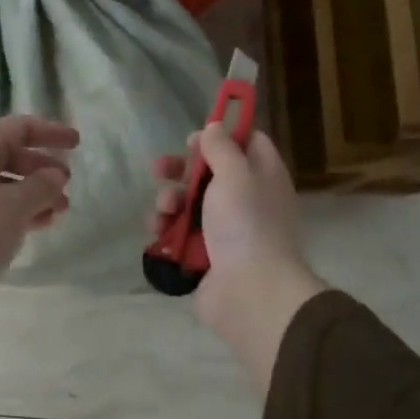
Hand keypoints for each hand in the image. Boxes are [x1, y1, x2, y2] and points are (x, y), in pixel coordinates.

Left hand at [0, 116, 77, 332]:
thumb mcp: (15, 205)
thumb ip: (42, 186)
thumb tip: (55, 175)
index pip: (18, 128)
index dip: (50, 132)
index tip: (77, 144)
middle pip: (11, 156)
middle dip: (43, 167)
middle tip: (67, 184)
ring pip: (5, 185)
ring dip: (35, 193)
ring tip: (60, 210)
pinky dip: (20, 212)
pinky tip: (38, 225)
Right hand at [152, 125, 324, 392]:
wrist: (249, 291)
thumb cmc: (246, 224)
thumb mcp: (235, 174)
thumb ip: (222, 147)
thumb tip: (215, 127)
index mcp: (263, 176)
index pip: (248, 143)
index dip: (221, 135)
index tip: (194, 139)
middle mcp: (246, 199)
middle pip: (210, 173)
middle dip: (181, 169)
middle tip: (161, 169)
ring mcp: (225, 229)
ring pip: (189, 203)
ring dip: (169, 200)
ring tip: (164, 210)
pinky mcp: (204, 254)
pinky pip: (180, 232)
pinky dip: (166, 228)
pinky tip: (157, 230)